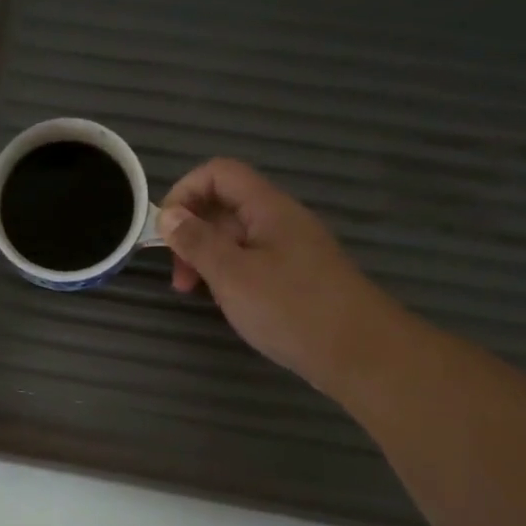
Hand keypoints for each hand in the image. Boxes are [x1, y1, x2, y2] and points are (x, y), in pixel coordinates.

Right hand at [158, 159, 379, 388]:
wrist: (360, 352)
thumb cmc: (291, 309)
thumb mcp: (232, 275)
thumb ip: (197, 242)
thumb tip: (168, 215)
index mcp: (268, 208)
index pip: (219, 173)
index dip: (185, 192)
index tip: (165, 232)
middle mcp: (281, 220)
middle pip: (226, 205)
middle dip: (192, 232)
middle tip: (179, 276)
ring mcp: (292, 249)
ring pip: (237, 237)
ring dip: (208, 257)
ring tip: (197, 293)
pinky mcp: (297, 277)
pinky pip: (253, 261)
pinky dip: (230, 274)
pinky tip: (228, 303)